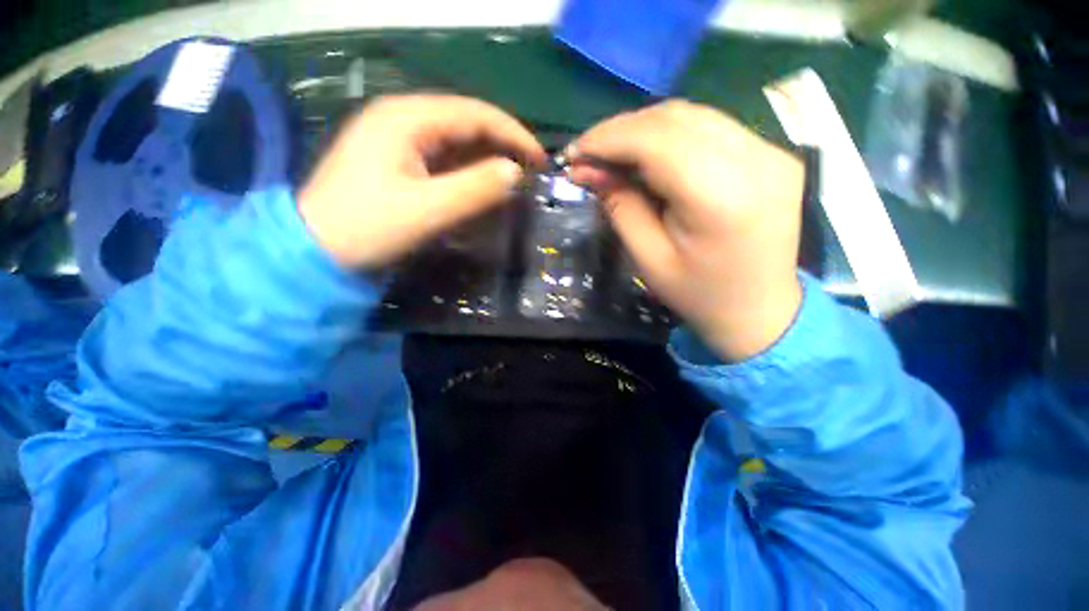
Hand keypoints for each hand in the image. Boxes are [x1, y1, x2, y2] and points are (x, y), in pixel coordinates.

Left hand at [299, 95, 546, 267]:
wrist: (316, 250)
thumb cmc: (367, 227)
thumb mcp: (427, 210)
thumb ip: (474, 189)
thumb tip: (515, 172)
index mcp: (406, 118)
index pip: (474, 113)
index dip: (513, 133)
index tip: (540, 159)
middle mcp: (402, 118)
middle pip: (466, 122)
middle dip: (502, 145)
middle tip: (530, 172)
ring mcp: (398, 139)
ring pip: (455, 141)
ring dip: (486, 158)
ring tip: (513, 180)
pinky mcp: (397, 160)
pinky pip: (443, 158)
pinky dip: (467, 170)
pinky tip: (481, 185)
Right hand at [569, 100, 804, 361]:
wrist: (760, 312)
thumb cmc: (698, 295)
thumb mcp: (648, 258)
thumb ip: (620, 206)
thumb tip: (589, 169)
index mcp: (723, 197)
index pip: (657, 140)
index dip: (609, 138)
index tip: (575, 152)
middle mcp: (758, 160)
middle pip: (676, 119)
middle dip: (622, 131)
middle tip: (589, 155)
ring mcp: (772, 151)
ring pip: (693, 116)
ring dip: (644, 129)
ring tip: (614, 155)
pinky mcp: (773, 154)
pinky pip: (712, 128)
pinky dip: (671, 135)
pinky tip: (650, 156)